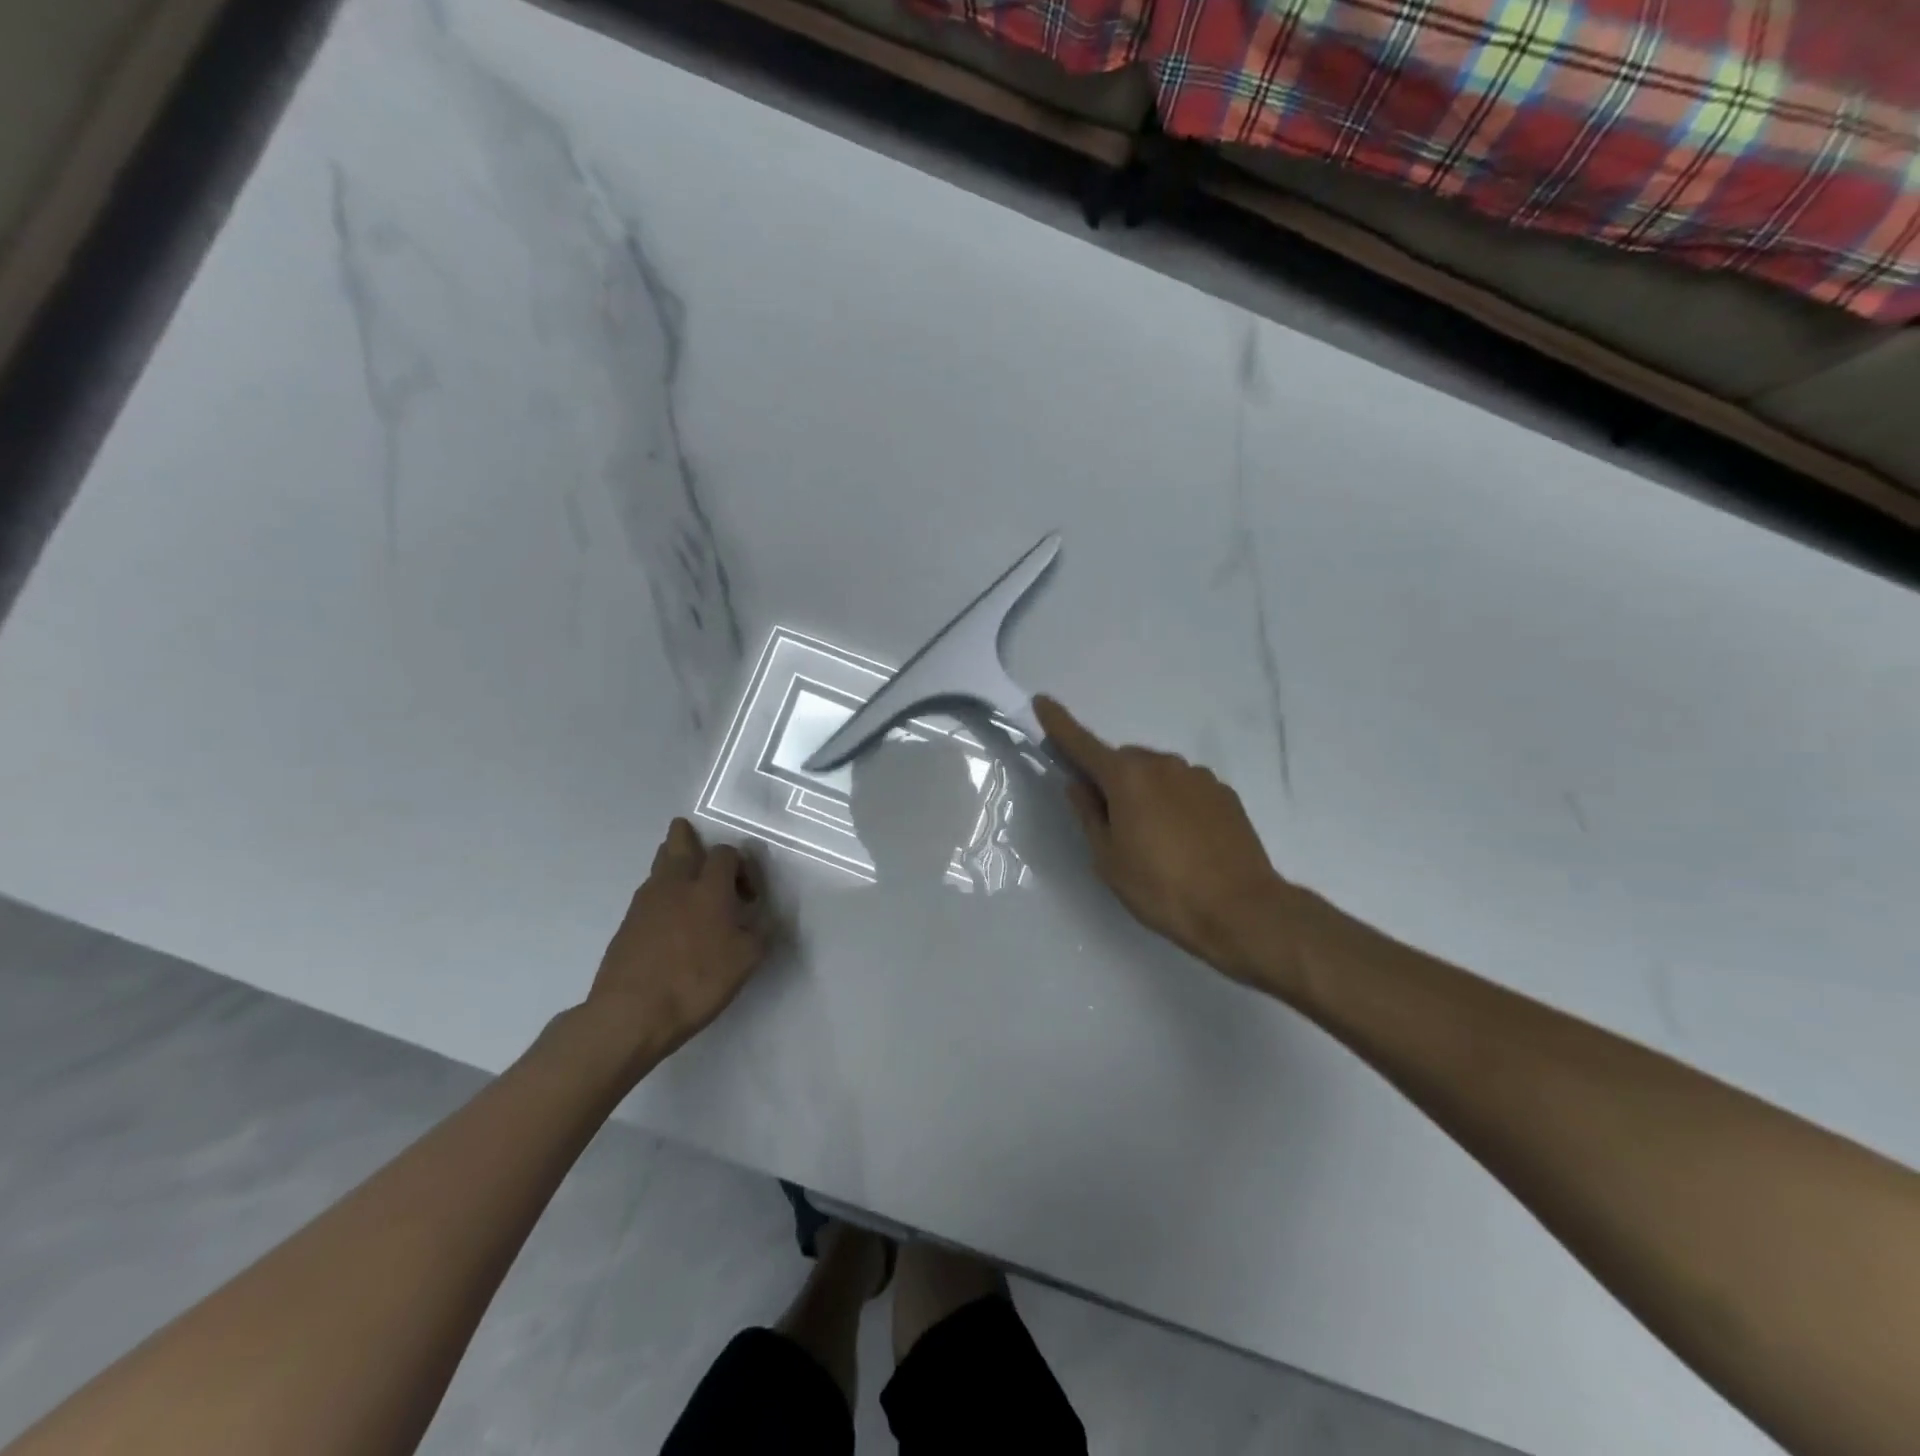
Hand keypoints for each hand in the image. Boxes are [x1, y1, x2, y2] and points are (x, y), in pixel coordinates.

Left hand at [586, 818, 770, 1064]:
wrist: (630, 1014)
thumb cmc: (696, 982)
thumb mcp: (746, 961)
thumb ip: (758, 932)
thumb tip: (758, 919)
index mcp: (709, 888)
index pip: (726, 854)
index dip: (742, 866)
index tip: (750, 897)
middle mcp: (675, 885)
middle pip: (679, 843)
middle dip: (689, 837)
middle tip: (698, 844)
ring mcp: (645, 903)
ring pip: (659, 866)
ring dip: (674, 864)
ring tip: (688, 881)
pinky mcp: (626, 925)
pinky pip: (648, 894)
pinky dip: (662, 894)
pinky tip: (671, 917)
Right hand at [1036, 696, 1290, 984]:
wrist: (1241, 909)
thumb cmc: (1162, 888)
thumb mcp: (1109, 860)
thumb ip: (1089, 815)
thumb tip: (1078, 784)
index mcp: (1127, 778)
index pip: (1082, 743)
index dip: (1059, 723)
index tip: (1042, 701)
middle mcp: (1163, 765)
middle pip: (1123, 761)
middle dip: (1110, 780)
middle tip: (1111, 824)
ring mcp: (1198, 776)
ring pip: (1156, 774)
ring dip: (1144, 792)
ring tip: (1153, 840)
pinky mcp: (1224, 793)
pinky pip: (1184, 788)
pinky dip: (1173, 802)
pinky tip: (1183, 840)